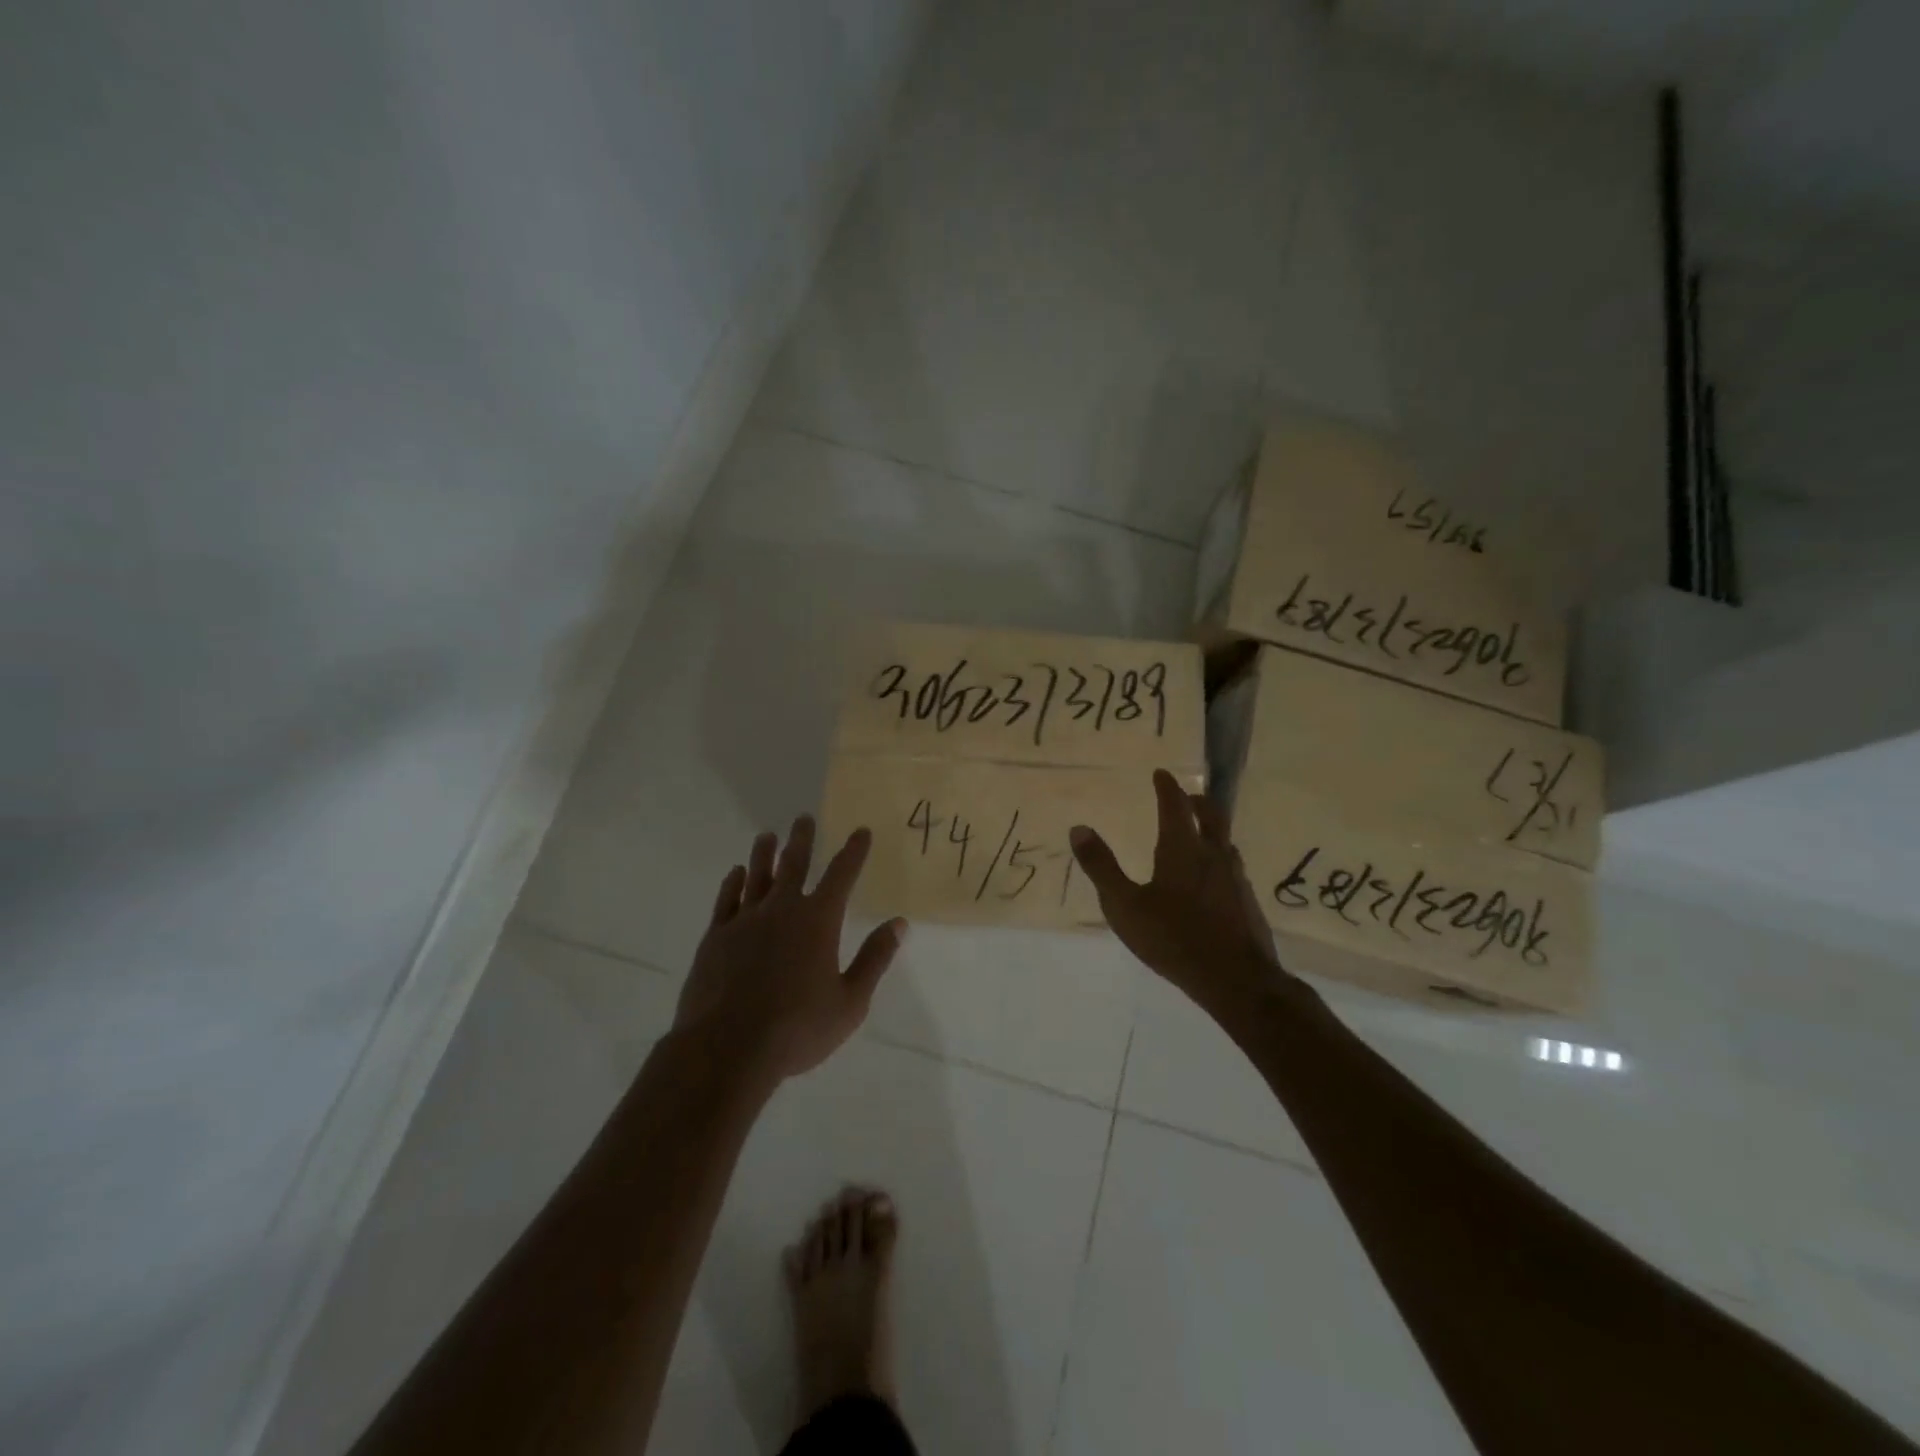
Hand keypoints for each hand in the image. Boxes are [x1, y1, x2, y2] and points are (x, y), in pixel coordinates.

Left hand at [674, 816, 906, 1085]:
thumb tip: (899, 924)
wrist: (727, 1048)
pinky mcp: (716, 937)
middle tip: (804, 818)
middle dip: (802, 839)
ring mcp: (745, 921)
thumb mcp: (850, 1001)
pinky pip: (726, 900)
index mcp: (818, 920)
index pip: (841, 875)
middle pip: (794, 863)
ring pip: (756, 875)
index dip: (853, 851)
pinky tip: (735, 874)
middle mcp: (782, 909)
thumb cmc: (797, 1028)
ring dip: (764, 853)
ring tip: (767, 835)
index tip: (860, 831)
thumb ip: (874, 959)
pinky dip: (732, 883)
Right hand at [1070, 769, 1285, 1014]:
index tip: (1162, 774)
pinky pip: (1232, 867)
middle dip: (1197, 801)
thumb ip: (1101, 867)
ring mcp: (1235, 878)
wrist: (1235, 980)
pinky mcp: (1247, 902)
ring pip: (1225, 841)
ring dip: (1212, 829)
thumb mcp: (1124, 905)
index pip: (1176, 806)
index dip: (1168, 787)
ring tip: (1199, 833)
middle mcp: (1213, 855)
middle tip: (1187, 795)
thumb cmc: (1173, 938)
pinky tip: (1213, 878)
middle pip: (1211, 816)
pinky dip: (1219, 857)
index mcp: (1183, 849)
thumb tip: (1078, 828)